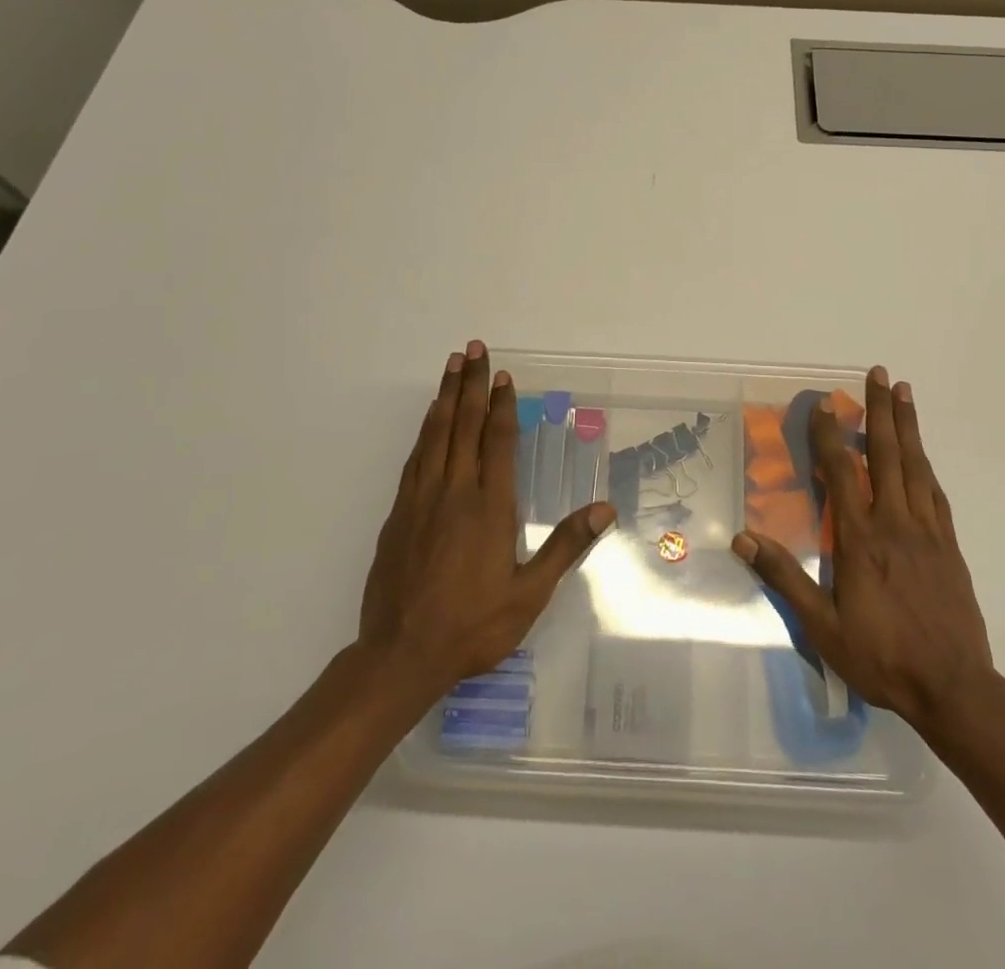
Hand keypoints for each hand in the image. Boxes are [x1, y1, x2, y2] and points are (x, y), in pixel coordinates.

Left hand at [359, 342, 615, 696]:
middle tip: (473, 348)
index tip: (502, 375)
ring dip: (444, 396)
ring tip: (451, 366)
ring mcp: (421, 500)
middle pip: (463, 425)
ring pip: (435, 434)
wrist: (401, 655)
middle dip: (470, 384)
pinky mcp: (398, 513)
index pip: (498, 441)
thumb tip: (605, 509)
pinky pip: (415, 458)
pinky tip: (429, 420)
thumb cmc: (473, 626)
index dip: (501, 404)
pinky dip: (424, 431)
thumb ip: (566, 546)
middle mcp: (454, 492)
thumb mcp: (529, 593)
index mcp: (489, 506)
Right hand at [732, 366, 993, 731]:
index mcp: (861, 538)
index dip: (831, 435)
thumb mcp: (822, 626)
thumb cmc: (882, 656)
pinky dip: (926, 464)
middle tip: (880, 373)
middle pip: (887, 454)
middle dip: (880, 410)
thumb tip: (743, 539)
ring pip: (916, 465)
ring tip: (904, 392)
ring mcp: (927, 531)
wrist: (954, 687)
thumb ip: (785, 578)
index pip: (842, 473)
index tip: (825, 403)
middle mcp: (895, 522)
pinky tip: (922, 454)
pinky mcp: (949, 545)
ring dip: (908, 425)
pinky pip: (935, 493)